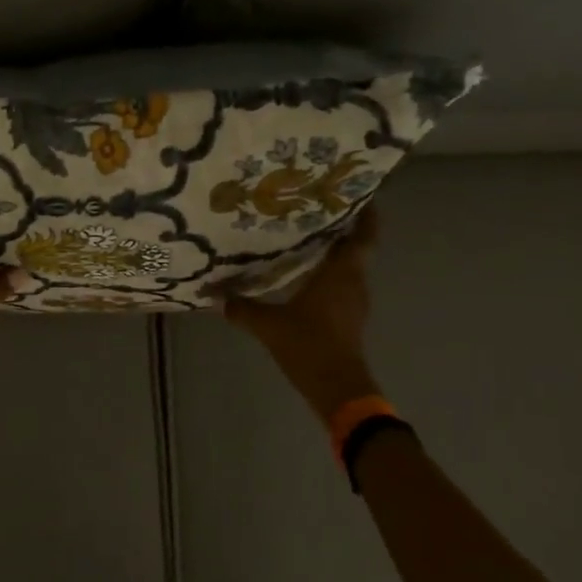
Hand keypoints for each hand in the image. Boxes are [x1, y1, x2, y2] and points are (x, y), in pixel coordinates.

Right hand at [225, 204, 382, 423]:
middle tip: (317, 209)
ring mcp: (354, 302)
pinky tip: (306, 274)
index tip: (358, 194)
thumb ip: (242, 308)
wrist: (337, 388)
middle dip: (342, 228)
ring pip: (349, 267)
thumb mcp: (268, 325)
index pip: (363, 236)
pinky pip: (342, 285)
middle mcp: (353, 282)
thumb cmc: (309, 346)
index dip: (367, 215)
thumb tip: (215, 295)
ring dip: (335, 252)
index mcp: (341, 274)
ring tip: (307, 236)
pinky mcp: (349, 318)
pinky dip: (330, 274)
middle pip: (356, 248)